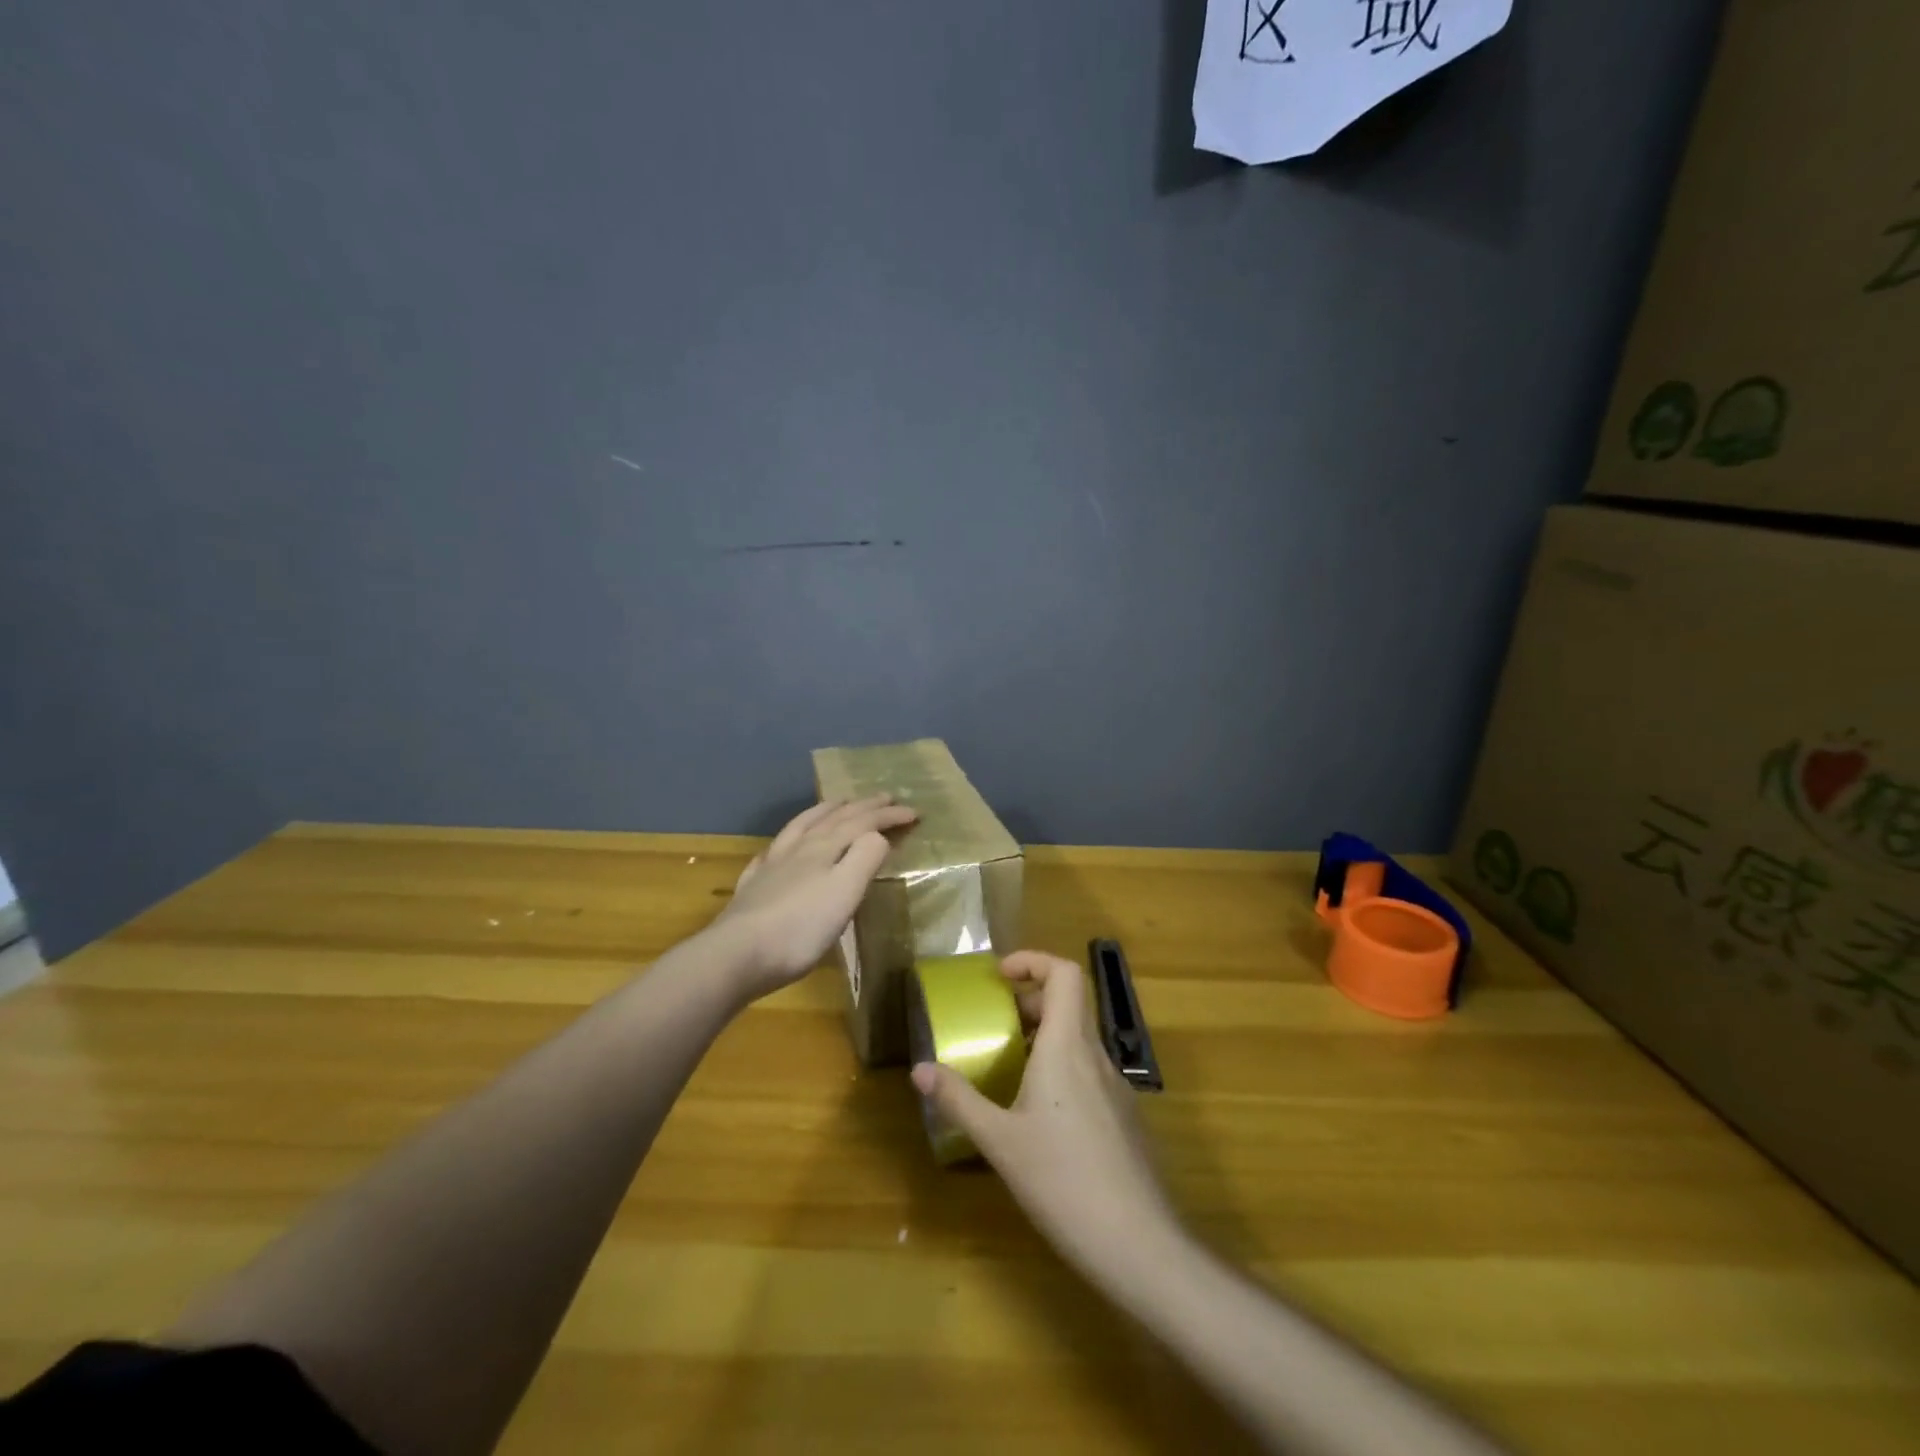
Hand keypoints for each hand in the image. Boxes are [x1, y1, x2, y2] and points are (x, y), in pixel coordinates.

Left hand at [713, 795, 917, 998]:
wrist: (737, 955)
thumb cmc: (800, 928)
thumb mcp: (845, 892)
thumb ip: (865, 858)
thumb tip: (877, 836)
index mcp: (824, 847)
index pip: (862, 822)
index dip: (888, 815)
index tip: (914, 812)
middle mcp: (798, 848)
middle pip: (834, 818)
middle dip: (863, 806)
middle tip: (884, 796)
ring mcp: (772, 866)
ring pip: (801, 826)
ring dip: (824, 811)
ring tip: (838, 802)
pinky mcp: (754, 887)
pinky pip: (772, 852)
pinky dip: (786, 840)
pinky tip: (782, 847)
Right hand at [912, 951, 1178, 1280]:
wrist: (1138, 1244)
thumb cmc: (1063, 1181)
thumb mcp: (999, 1141)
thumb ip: (959, 1100)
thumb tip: (919, 1069)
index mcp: (1066, 1047)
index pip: (1064, 973)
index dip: (1033, 961)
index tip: (1000, 976)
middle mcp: (1095, 1055)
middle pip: (1069, 1003)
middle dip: (1029, 1003)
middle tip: (995, 1026)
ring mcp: (1116, 1086)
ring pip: (1079, 1039)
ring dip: (1044, 1038)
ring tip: (1010, 1069)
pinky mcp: (1124, 1116)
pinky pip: (1089, 1071)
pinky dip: (1061, 1068)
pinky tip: (1041, 1116)